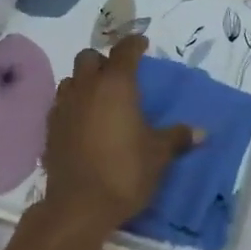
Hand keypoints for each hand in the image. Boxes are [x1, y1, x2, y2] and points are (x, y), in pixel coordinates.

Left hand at [43, 36, 198, 231]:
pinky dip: (73, 104)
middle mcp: (86, 88)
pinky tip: (83, 121)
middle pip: (89, 58)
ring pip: (71, 79)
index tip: (143, 44)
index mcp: (116, 85)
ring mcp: (63, 107)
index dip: (134, 44)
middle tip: (119, 75)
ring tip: (99, 98)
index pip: (124, 51)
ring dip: (84, 81)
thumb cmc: (125, 172)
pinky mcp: (50, 128)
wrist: (79, 205)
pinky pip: (61, 104)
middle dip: (104, 61)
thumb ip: (177, 137)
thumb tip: (200, 132)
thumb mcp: (158, 154)